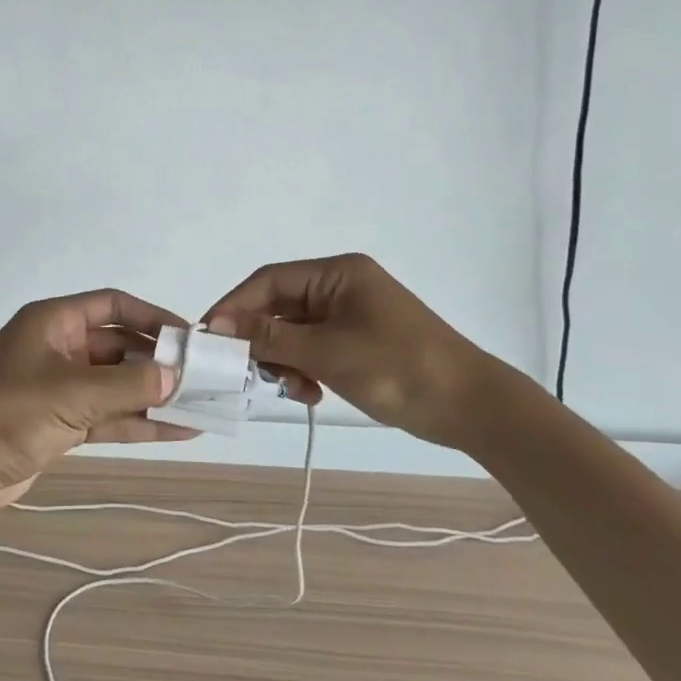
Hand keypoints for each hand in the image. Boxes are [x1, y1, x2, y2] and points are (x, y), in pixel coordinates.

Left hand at [0, 289, 194, 512]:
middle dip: (159, 363)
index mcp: (53, 322)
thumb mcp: (69, 393)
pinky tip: (179, 431)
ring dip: (155, 397)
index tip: (190, 337)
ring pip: (117, 386)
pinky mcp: (59, 425)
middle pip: (119, 348)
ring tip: (203, 406)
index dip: (153, 318)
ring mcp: (59, 389)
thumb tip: (176, 376)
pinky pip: (108, 417)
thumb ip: (126, 386)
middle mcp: (59, 349)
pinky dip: (139, 424)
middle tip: (205, 378)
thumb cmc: (5, 413)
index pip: (114, 306)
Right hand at [204, 254, 503, 451]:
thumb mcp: (327, 352)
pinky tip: (311, 394)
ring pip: (294, 332)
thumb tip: (219, 326)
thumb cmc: (398, 368)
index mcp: (337, 273)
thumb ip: (270, 337)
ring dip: (284, 360)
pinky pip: (314, 349)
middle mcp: (340, 286)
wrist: (471, 407)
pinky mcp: (358, 342)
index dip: (235, 306)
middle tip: (245, 372)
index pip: (269, 280)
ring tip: (293, 390)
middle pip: (280, 307)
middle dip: (261, 340)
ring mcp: (350, 315)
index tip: (210, 337)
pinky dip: (305, 369)